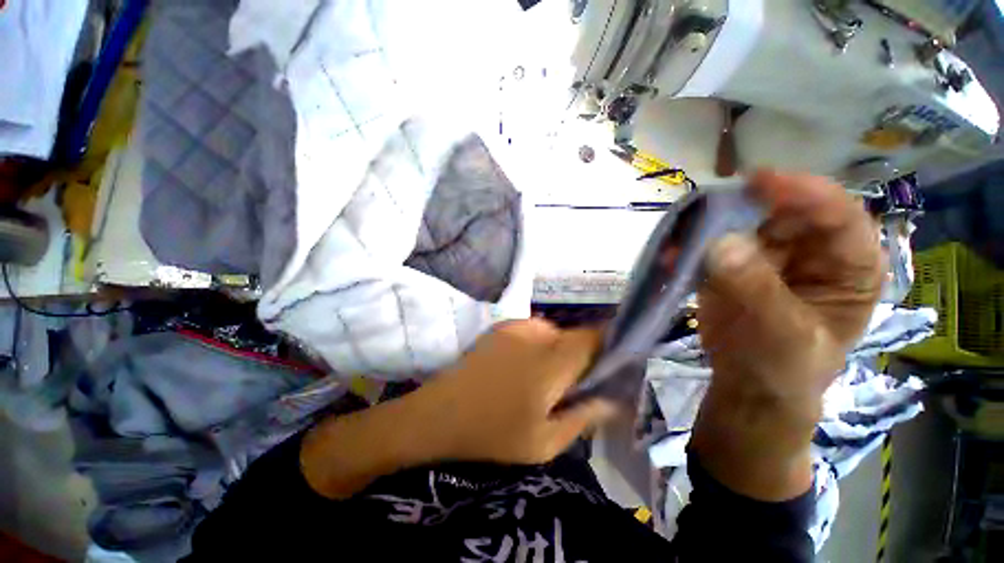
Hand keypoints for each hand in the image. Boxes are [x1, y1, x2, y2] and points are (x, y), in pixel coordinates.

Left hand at [302, 319, 613, 499]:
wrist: (439, 414)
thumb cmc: (492, 434)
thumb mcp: (543, 442)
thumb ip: (582, 418)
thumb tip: (611, 400)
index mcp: (550, 363)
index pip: (591, 338)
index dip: (606, 344)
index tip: (610, 361)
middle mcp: (535, 336)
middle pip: (573, 334)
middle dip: (581, 353)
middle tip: (574, 380)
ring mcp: (514, 327)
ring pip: (553, 331)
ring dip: (559, 349)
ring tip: (546, 376)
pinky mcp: (500, 327)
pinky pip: (533, 329)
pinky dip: (539, 343)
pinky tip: (524, 365)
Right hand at [693, 170, 882, 499]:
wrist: (748, 385)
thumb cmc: (786, 366)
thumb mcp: (785, 332)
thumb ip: (756, 287)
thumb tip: (719, 243)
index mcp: (847, 264)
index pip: (838, 215)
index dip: (805, 193)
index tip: (762, 182)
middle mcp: (809, 250)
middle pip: (783, 211)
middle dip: (748, 206)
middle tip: (711, 204)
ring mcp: (766, 254)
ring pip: (740, 223)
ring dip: (710, 224)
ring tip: (682, 229)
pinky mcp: (730, 264)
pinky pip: (709, 245)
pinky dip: (689, 245)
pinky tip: (672, 252)